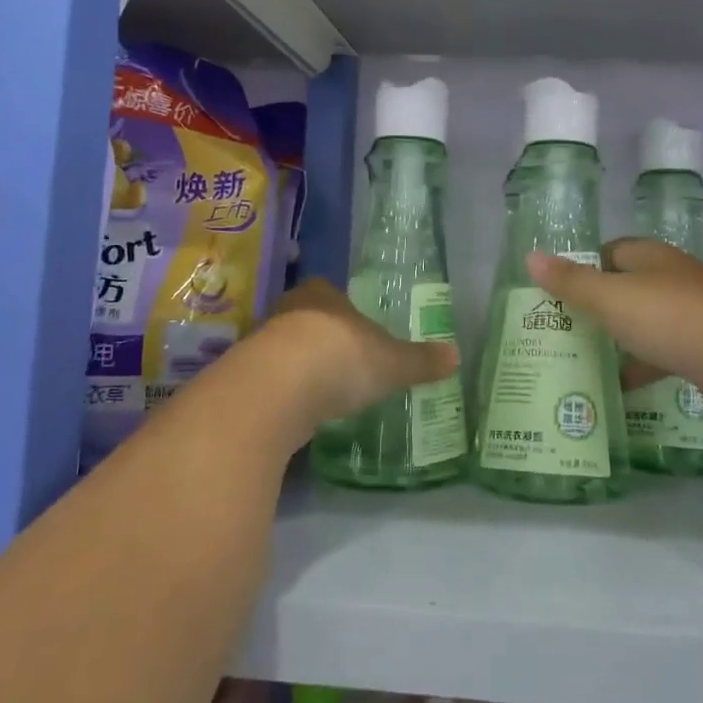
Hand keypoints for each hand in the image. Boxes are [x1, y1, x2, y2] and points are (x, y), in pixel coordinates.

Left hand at [252, 279, 460, 448]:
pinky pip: (272, 382)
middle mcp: (288, 311)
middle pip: (306, 318)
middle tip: (344, 358)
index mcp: (322, 294)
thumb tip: (456, 356)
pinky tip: (300, 412)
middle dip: (322, 336)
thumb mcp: (392, 362)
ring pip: (285, 350)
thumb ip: (420, 360)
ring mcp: (262, 345)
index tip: (356, 327)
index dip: (343, 308)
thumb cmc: (340, 358)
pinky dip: (285, 394)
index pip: (329, 290)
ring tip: (324, 390)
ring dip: (300, 366)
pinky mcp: (246, 380)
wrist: (275, 391)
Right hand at [526, 240, 702, 424]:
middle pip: (627, 288)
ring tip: (584, 361)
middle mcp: (674, 279)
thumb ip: (572, 282)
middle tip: (562, 331)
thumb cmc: (673, 320)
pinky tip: (623, 389)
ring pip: (646, 322)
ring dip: (620, 340)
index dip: (583, 268)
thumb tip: (531, 257)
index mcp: (652, 258)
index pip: (610, 251)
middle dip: (597, 308)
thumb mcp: (612, 299)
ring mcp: (694, 314)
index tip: (556, 294)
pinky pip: (666, 353)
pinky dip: (644, 367)